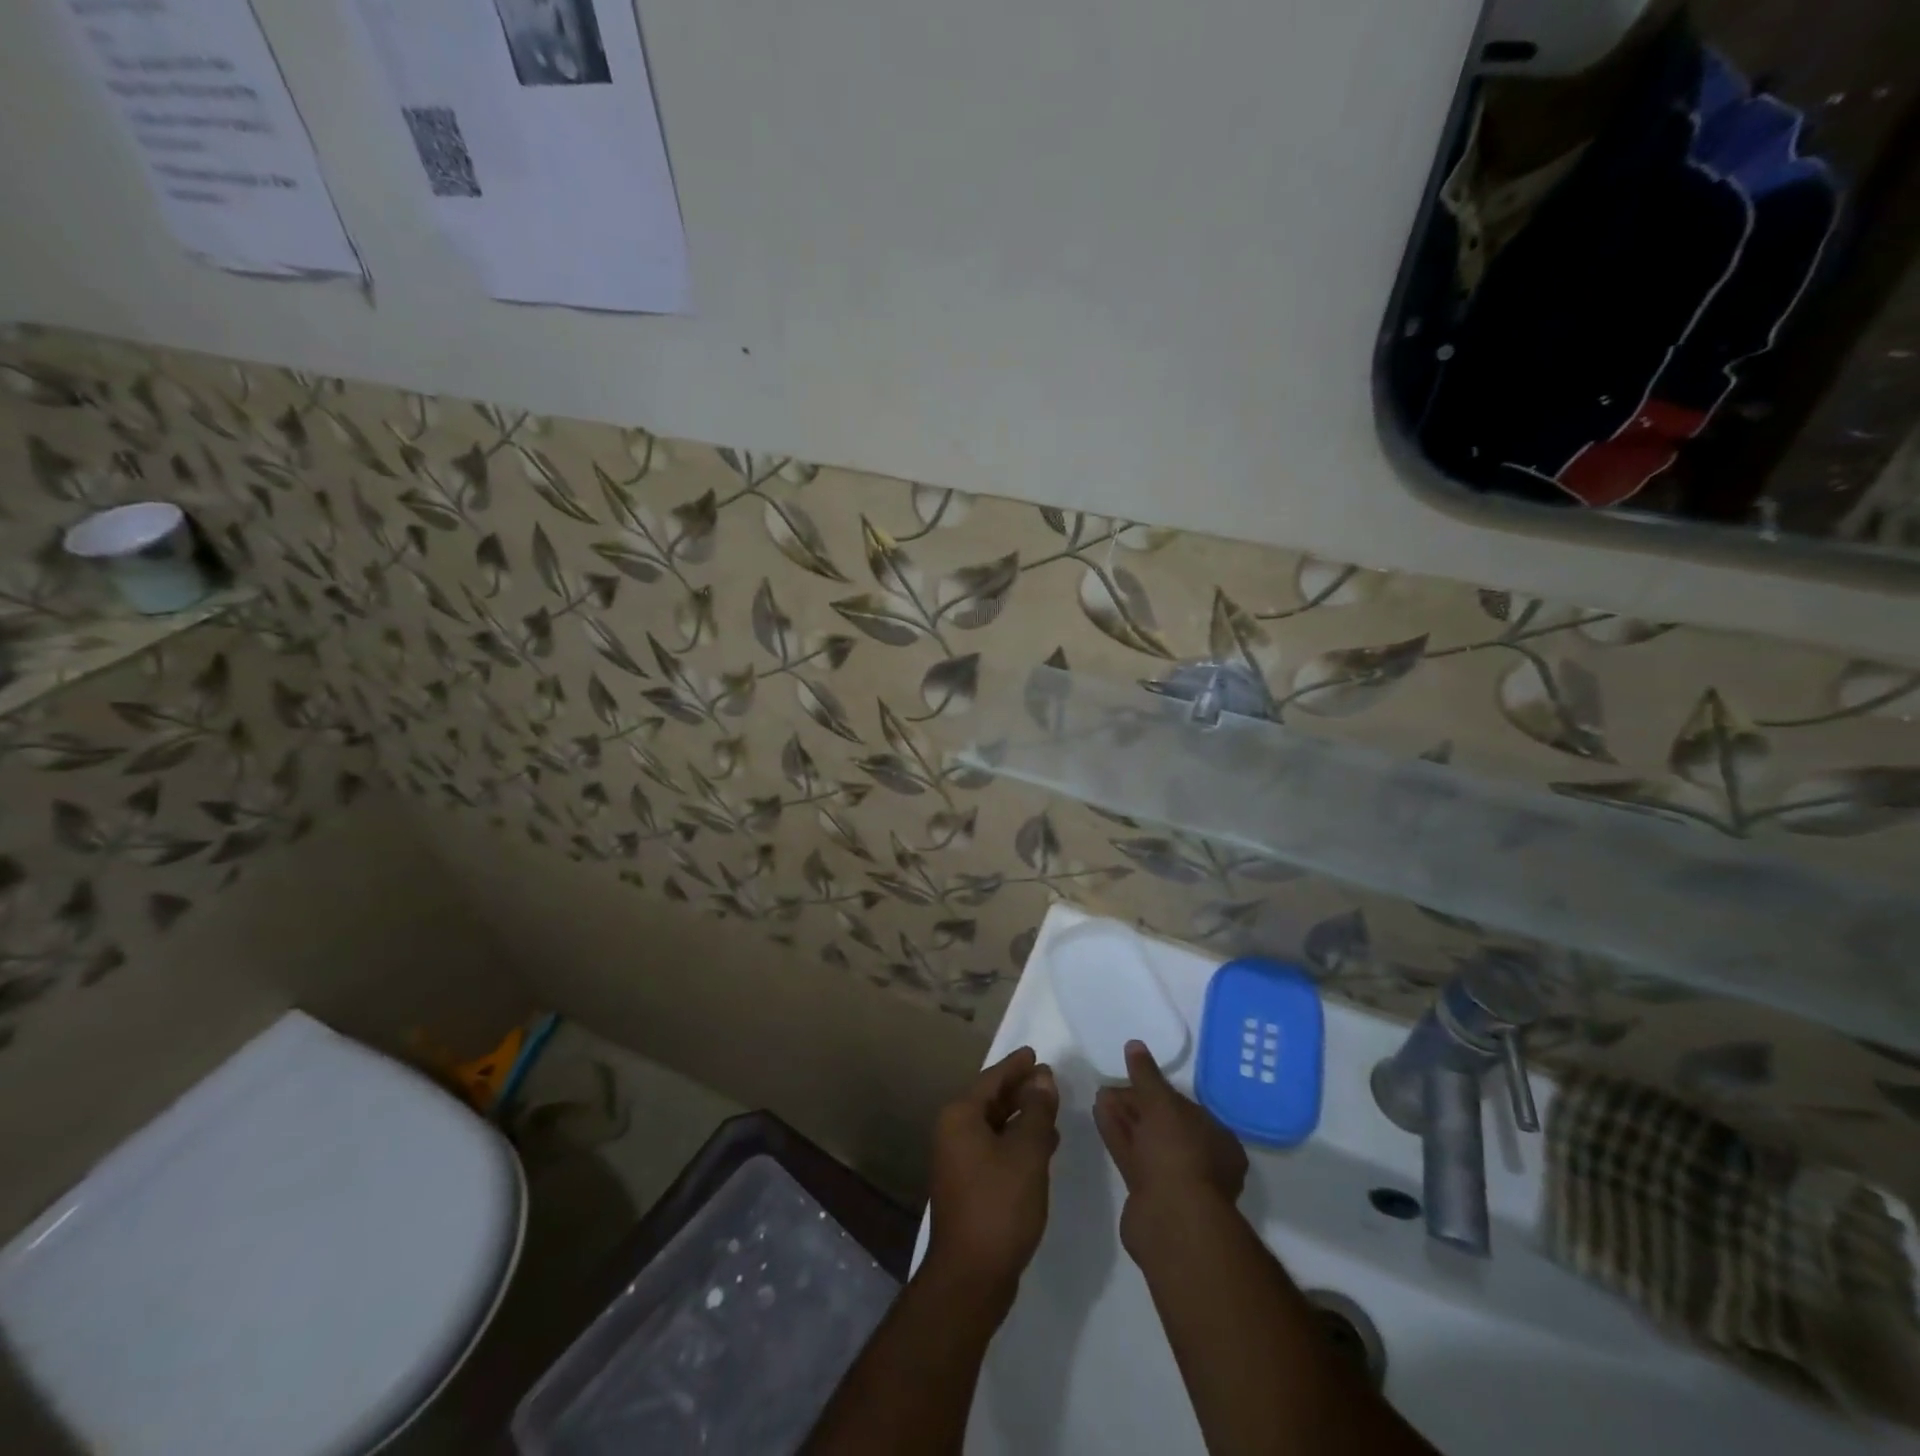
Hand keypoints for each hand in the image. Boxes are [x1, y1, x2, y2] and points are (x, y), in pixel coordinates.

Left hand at [925, 1047, 1059, 1300]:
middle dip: (1020, 1090)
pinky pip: (994, 1148)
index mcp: (960, 1116)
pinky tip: (1042, 1147)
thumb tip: (1042, 1077)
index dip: (1016, 1066)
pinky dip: (1016, 1142)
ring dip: (1021, 1117)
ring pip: (994, 1126)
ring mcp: (958, 1161)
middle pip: (990, 1100)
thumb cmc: (999, 1205)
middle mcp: (953, 1132)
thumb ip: (1036, 1110)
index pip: (991, 1079)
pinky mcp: (968, 1186)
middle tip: (1049, 1079)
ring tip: (1052, 1110)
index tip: (1035, 1054)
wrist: (970, 1276)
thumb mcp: (1026, 1152)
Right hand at [1095, 1040, 1248, 1255]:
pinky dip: (1118, 1135)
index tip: (1133, 1077)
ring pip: (1146, 1141)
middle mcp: (1201, 1160)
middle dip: (1137, 1103)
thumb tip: (1135, 1045)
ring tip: (1100, 1093)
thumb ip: (1146, 1074)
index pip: (1186, 1106)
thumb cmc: (1178, 1152)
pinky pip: (1133, 1156)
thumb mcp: (1161, 1102)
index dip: (1158, 1090)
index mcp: (1218, 1139)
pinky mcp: (1150, 1195)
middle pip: (1164, 1124)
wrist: (1172, 1220)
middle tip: (1110, 1084)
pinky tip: (1099, 1113)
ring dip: (1125, 1118)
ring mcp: (1176, 1181)